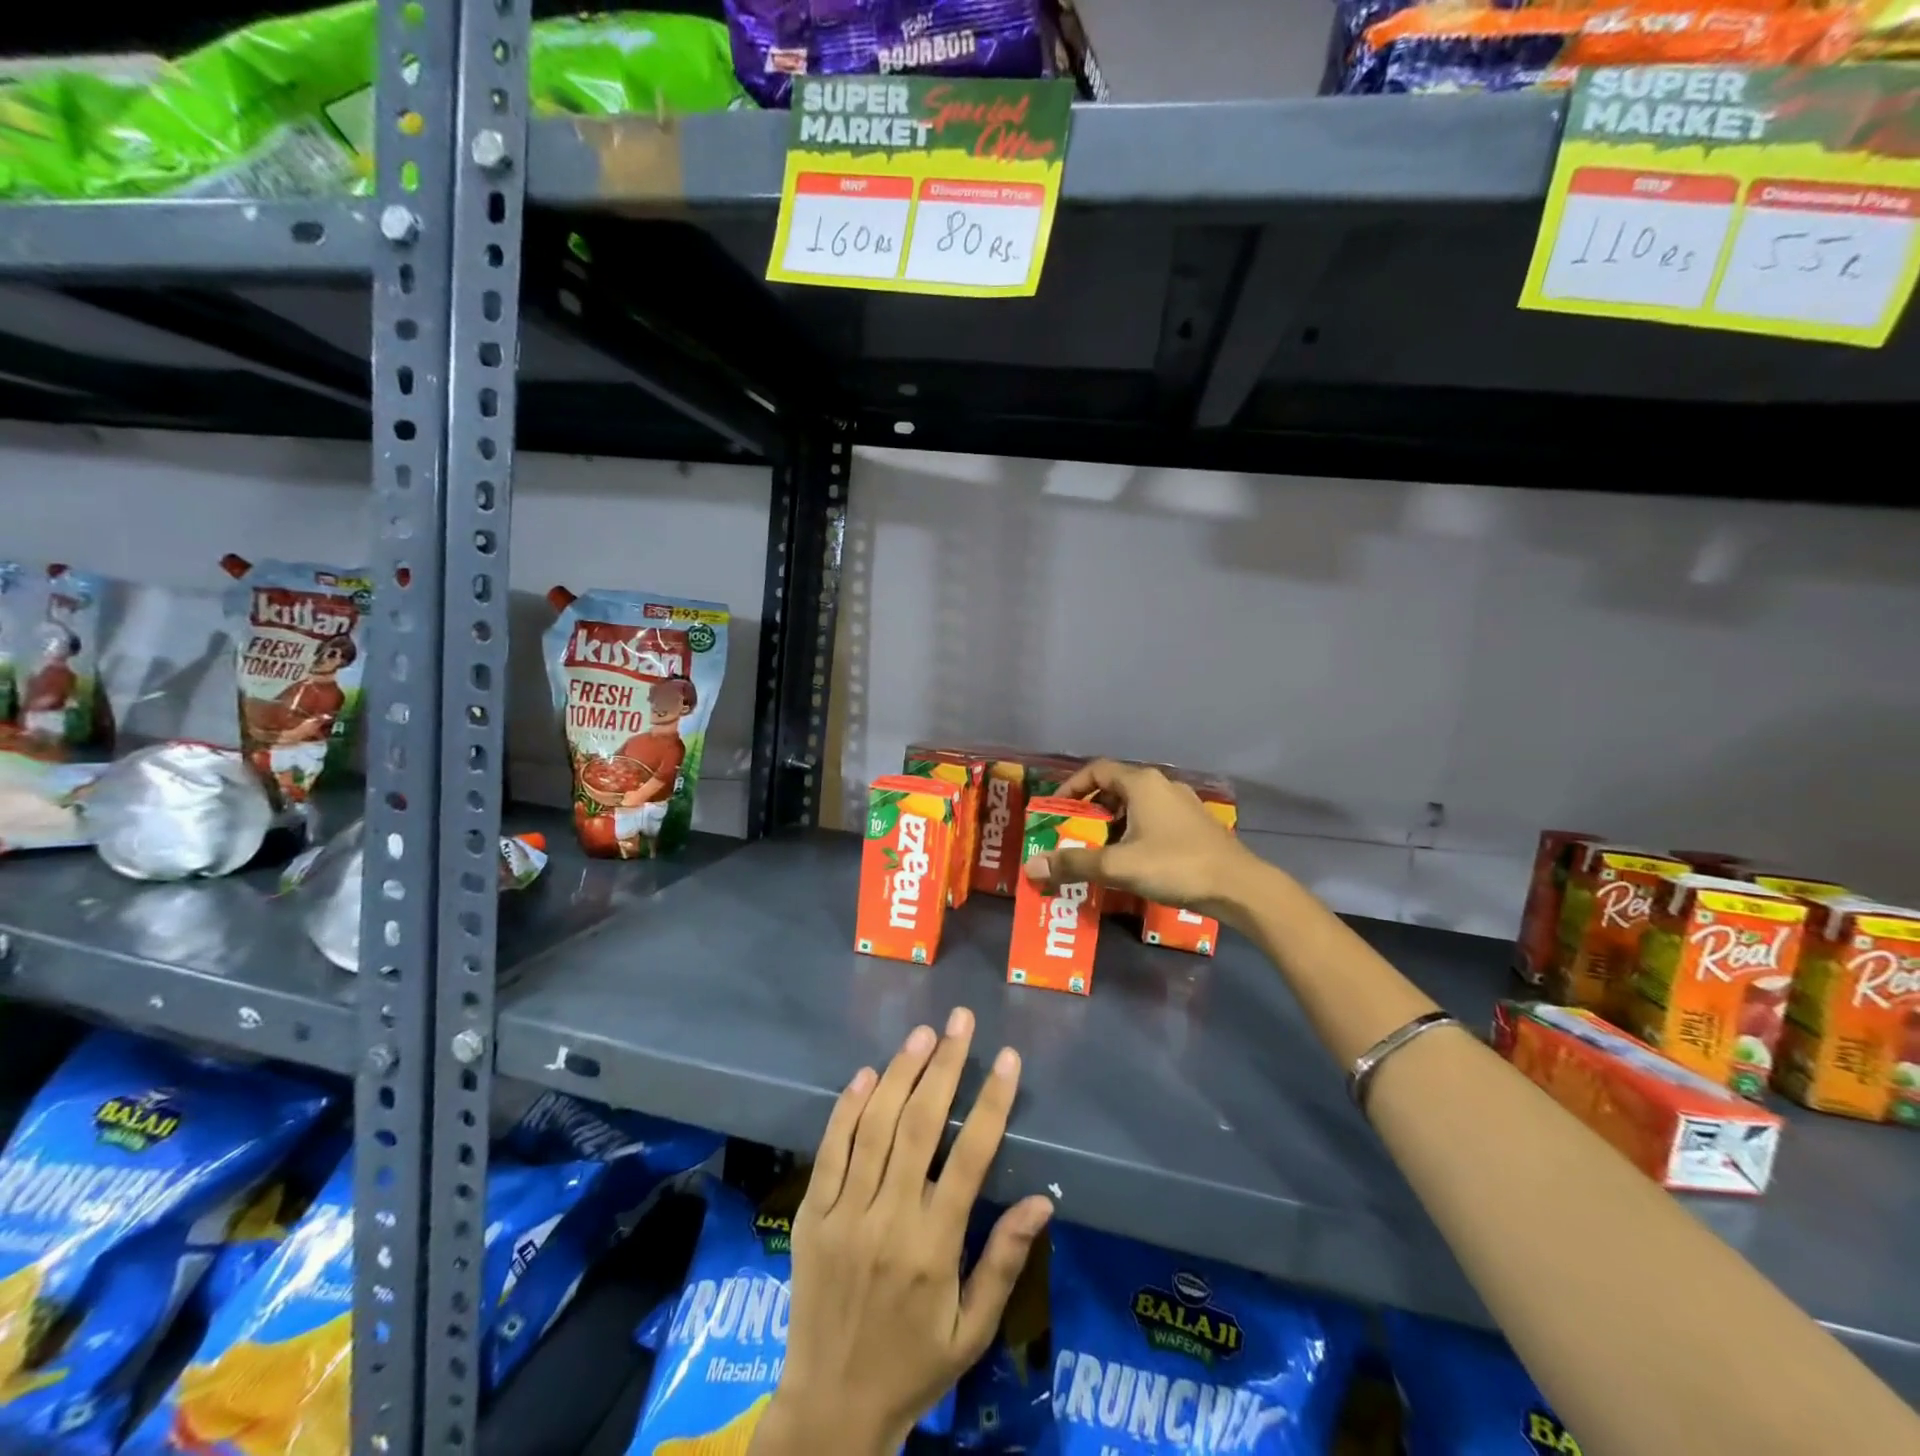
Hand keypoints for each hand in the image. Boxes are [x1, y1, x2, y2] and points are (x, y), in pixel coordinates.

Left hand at [755, 1010, 1052, 1455]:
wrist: (830, 1409)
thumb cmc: (913, 1366)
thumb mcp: (973, 1331)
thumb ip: (1004, 1262)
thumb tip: (1043, 1200)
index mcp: (934, 1248)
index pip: (969, 1158)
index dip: (991, 1102)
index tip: (1008, 1059)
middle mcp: (888, 1220)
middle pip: (918, 1126)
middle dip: (944, 1066)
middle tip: (960, 1021)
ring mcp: (843, 1215)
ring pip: (873, 1127)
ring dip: (899, 1073)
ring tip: (922, 1035)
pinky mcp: (810, 1215)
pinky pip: (829, 1150)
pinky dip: (846, 1108)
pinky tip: (865, 1075)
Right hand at [1024, 758, 1262, 926]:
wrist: (1239, 887)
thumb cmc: (1175, 865)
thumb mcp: (1118, 866)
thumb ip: (1074, 864)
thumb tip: (1031, 867)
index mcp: (1142, 784)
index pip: (1097, 770)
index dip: (1072, 787)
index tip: (1055, 809)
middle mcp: (1162, 786)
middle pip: (1115, 788)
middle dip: (1090, 811)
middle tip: (1072, 834)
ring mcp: (1182, 805)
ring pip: (1136, 806)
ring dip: (1112, 824)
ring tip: (1098, 851)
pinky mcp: (1194, 826)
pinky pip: (1153, 820)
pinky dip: (1134, 833)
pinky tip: (1131, 861)